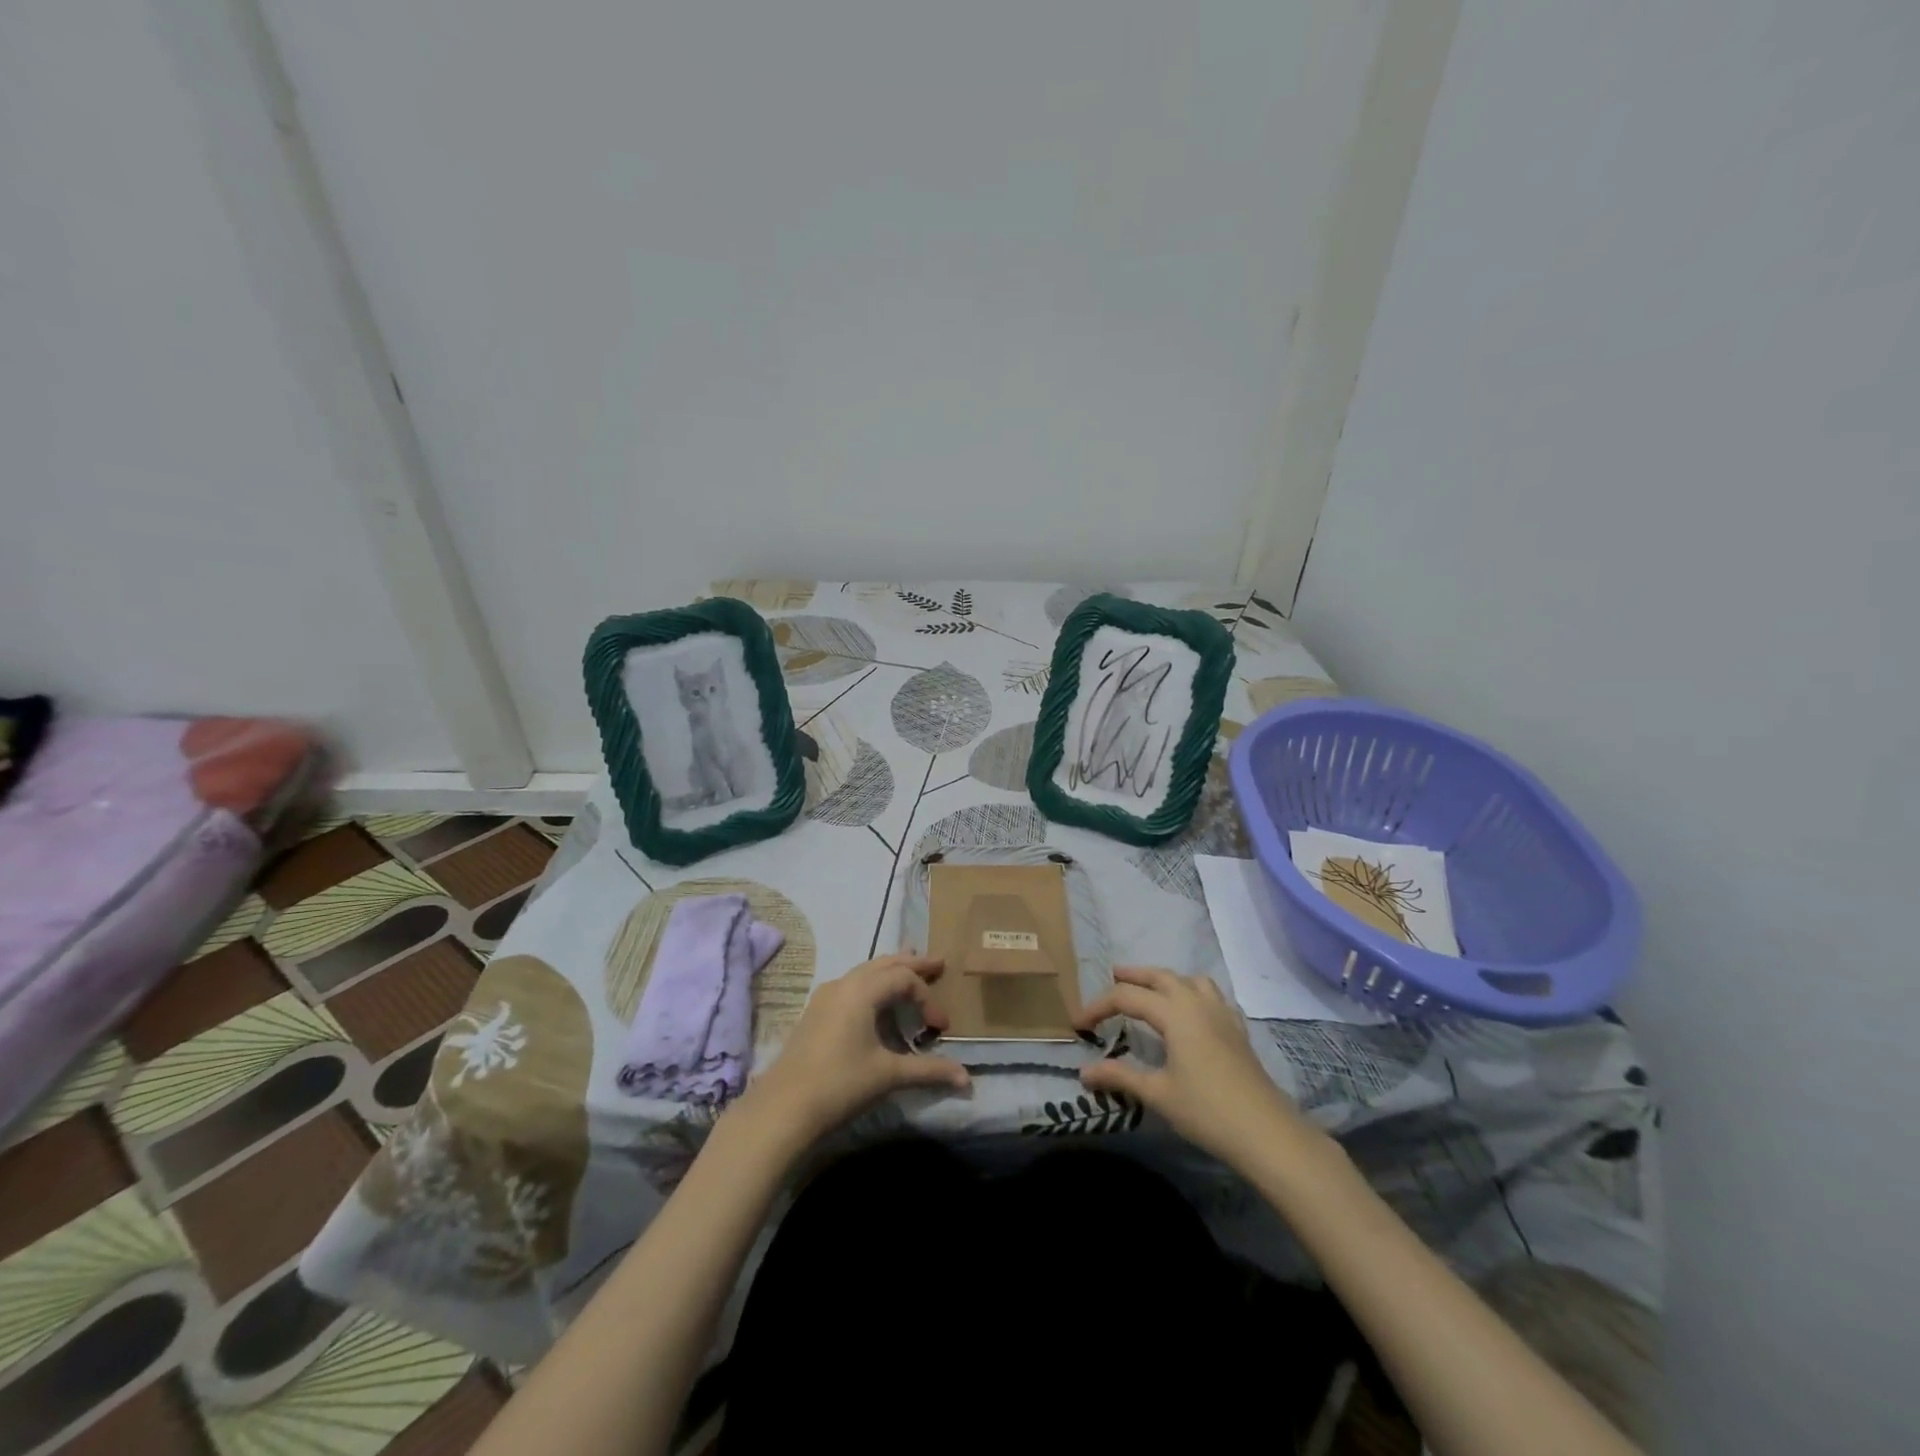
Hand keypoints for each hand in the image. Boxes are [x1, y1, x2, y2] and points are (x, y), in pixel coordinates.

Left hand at [741, 954, 969, 1147]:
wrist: (783, 1108)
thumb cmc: (840, 1084)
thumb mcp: (888, 1075)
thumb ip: (929, 1071)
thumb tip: (966, 1079)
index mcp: (862, 990)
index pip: (904, 979)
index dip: (927, 999)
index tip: (940, 1029)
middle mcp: (844, 984)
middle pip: (884, 963)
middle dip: (912, 963)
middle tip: (937, 963)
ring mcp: (825, 996)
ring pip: (865, 971)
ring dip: (890, 971)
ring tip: (909, 967)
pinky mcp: (815, 1012)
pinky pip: (851, 984)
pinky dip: (872, 983)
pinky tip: (876, 1000)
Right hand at [1077, 966, 1317, 1168]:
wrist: (1267, 1133)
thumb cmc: (1207, 1110)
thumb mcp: (1157, 1094)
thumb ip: (1120, 1077)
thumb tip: (1084, 1071)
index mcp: (1174, 1013)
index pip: (1127, 997)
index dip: (1099, 1006)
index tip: (1079, 1024)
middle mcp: (1197, 1003)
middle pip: (1161, 976)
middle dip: (1135, 975)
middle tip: (1113, 975)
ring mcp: (1222, 1014)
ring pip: (1191, 980)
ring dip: (1167, 979)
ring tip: (1152, 989)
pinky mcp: (1238, 1030)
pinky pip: (1213, 996)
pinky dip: (1195, 993)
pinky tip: (1193, 1012)